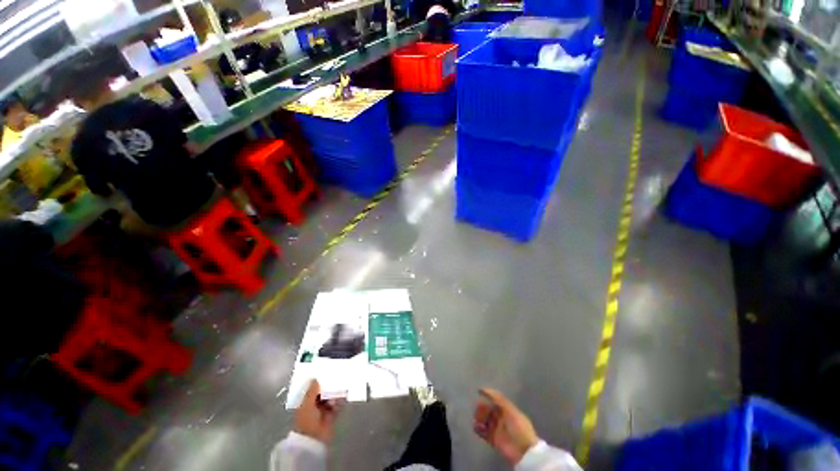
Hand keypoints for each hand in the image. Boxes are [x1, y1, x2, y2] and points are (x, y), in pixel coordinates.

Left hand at [294, 379, 342, 443]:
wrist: (313, 439)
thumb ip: (311, 391)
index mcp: (304, 404)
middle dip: (327, 388)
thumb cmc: (307, 420)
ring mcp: (323, 413)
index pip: (311, 391)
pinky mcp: (331, 417)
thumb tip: (315, 378)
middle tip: (334, 379)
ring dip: (334, 395)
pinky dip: (340, 401)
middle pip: (322, 395)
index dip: (317, 384)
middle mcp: (313, 408)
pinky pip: (337, 406)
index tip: (324, 375)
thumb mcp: (307, 404)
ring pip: (330, 399)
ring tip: (339, 388)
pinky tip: (344, 395)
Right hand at [473, 388, 538, 465]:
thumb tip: (485, 389)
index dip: (488, 395)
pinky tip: (476, 426)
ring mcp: (497, 429)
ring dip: (479, 418)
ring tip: (477, 419)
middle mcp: (501, 418)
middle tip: (478, 407)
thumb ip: (499, 399)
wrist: (524, 451)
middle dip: (482, 407)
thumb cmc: (519, 427)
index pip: (495, 400)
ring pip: (484, 420)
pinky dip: (478, 429)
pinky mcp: (493, 440)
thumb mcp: (511, 410)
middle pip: (488, 410)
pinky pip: (482, 432)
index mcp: (507, 410)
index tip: (479, 391)